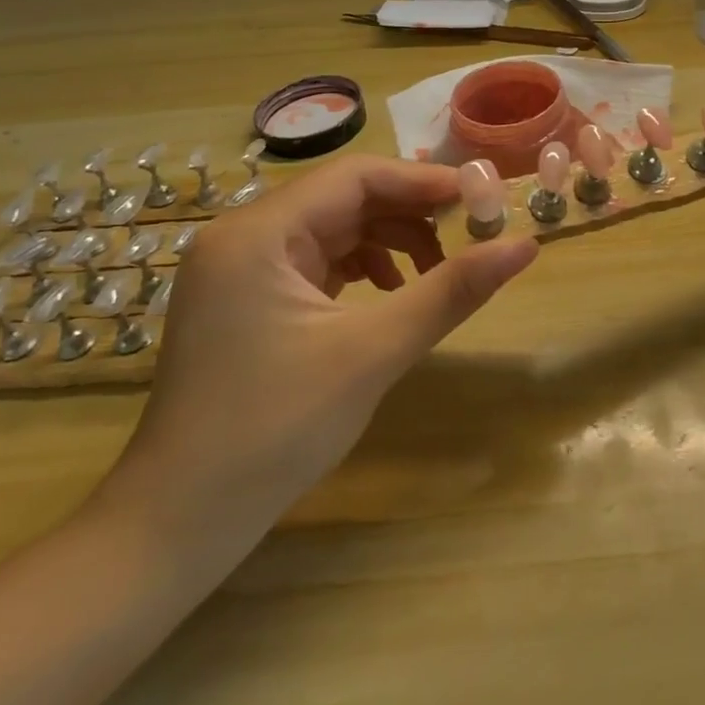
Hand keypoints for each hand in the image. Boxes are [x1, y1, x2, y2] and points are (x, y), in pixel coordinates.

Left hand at [101, 157, 538, 548]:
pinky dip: (363, 268)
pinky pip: (318, 261)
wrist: (178, 526)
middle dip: (410, 214)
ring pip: (334, 229)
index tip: (480, 199)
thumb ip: (452, 290)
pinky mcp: (247, 300)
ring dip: (391, 242)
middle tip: (469, 234)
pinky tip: (392, 294)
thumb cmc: (273, 430)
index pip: (355, 177)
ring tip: (436, 272)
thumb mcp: (374, 351)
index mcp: (257, 234)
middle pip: (344, 199)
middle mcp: (243, 237)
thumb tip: (525, 246)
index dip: (422, 182)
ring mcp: (240, 270)